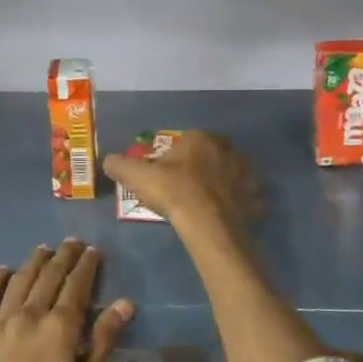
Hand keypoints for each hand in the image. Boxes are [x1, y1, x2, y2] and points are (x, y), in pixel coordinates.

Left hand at [0, 240, 134, 361]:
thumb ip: (102, 344)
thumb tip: (124, 304)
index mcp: (60, 330)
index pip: (77, 287)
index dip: (86, 267)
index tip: (94, 251)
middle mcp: (29, 316)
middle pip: (48, 277)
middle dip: (63, 257)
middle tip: (73, 243)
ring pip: (19, 281)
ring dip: (33, 262)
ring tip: (44, 249)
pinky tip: (2, 271)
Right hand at [101, 131, 257, 233]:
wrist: (207, 223)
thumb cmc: (173, 192)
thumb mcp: (137, 176)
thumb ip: (120, 165)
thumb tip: (108, 161)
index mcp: (201, 138)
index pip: (185, 141)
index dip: (173, 157)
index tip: (164, 173)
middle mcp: (227, 149)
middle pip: (209, 155)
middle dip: (199, 166)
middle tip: (183, 187)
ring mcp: (245, 173)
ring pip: (230, 173)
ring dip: (221, 182)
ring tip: (205, 200)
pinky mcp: (254, 197)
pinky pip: (245, 196)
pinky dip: (237, 202)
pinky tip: (224, 213)